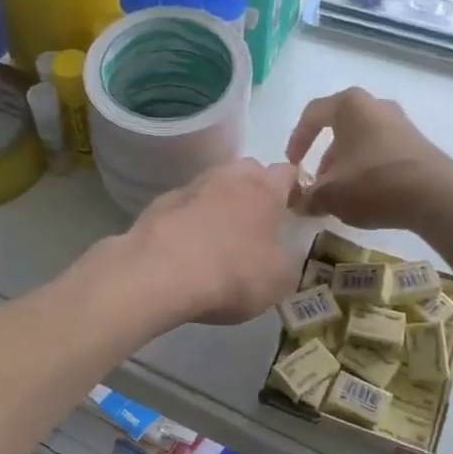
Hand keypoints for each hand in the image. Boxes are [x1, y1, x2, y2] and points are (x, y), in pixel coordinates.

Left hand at [123, 158, 301, 324]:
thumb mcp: (278, 281)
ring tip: (218, 238)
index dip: (294, 189)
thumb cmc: (232, 274)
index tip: (294, 210)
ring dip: (219, 204)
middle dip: (255, 190)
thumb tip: (280, 258)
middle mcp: (227, 178)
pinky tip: (185, 248)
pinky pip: (183, 207)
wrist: (159, 275)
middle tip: (256, 223)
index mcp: (264, 189)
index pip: (287, 172)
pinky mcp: (158, 205)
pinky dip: (188, 221)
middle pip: (248, 172)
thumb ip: (286, 263)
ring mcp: (189, 188)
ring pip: (212, 186)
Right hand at [287, 88, 452, 228]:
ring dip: (347, 166)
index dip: (297, 139)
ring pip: (362, 142)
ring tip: (342, 195)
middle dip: (325, 158)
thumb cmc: (372, 183)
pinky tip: (367, 196)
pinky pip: (382, 152)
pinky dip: (369, 170)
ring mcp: (401, 123)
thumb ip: (306, 197)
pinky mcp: (418, 144)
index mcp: (349, 105)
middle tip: (318, 184)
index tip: (292, 165)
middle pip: (340, 129)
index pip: (313, 114)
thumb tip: (296, 202)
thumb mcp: (328, 195)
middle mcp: (376, 106)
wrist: (435, 194)